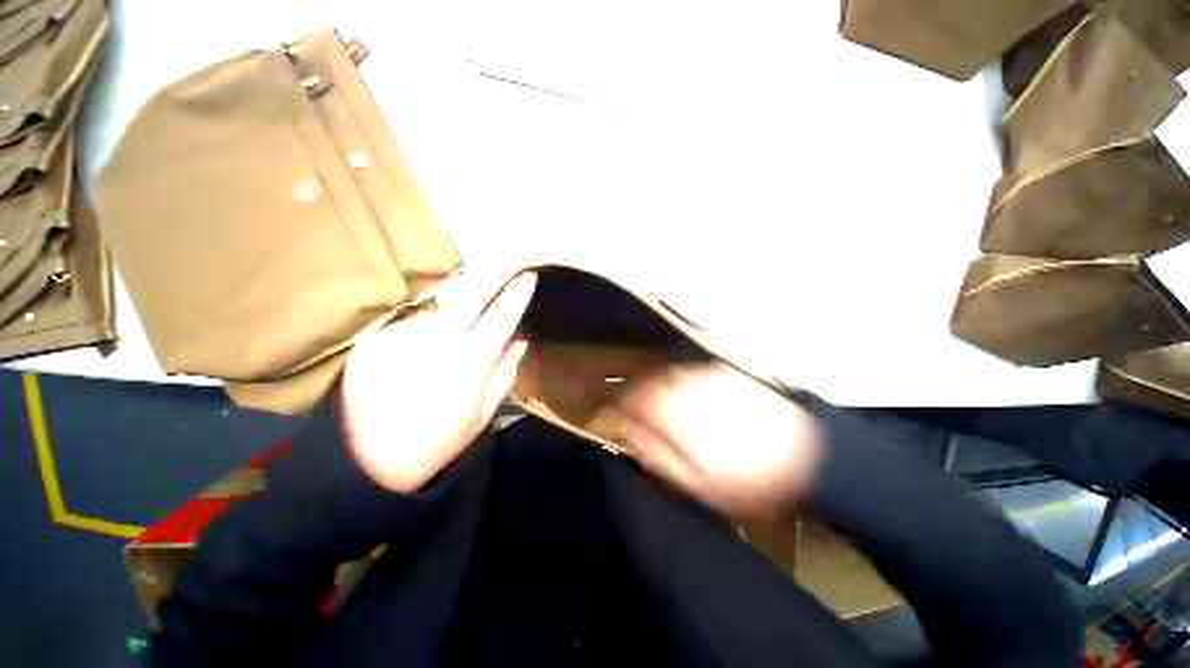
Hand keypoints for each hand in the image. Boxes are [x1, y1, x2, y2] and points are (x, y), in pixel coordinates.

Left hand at [340, 270, 536, 492]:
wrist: (365, 462)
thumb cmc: (438, 440)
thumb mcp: (483, 412)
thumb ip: (505, 371)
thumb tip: (519, 340)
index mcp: (469, 362)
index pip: (501, 316)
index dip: (517, 294)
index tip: (529, 276)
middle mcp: (436, 341)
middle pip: (470, 296)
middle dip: (491, 279)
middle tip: (504, 267)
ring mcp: (401, 336)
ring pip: (440, 311)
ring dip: (453, 314)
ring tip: (451, 336)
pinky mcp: (374, 340)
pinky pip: (412, 325)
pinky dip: (423, 331)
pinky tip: (418, 353)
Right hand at [618, 363, 822, 519]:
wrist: (813, 456)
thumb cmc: (750, 480)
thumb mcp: (697, 485)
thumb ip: (658, 458)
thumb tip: (630, 437)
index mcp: (673, 412)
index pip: (631, 399)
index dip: (616, 404)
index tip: (611, 412)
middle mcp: (685, 385)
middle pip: (648, 383)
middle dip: (635, 394)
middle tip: (634, 410)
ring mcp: (707, 375)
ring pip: (668, 375)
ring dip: (658, 388)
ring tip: (662, 406)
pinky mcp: (726, 373)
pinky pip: (691, 373)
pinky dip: (682, 383)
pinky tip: (692, 399)